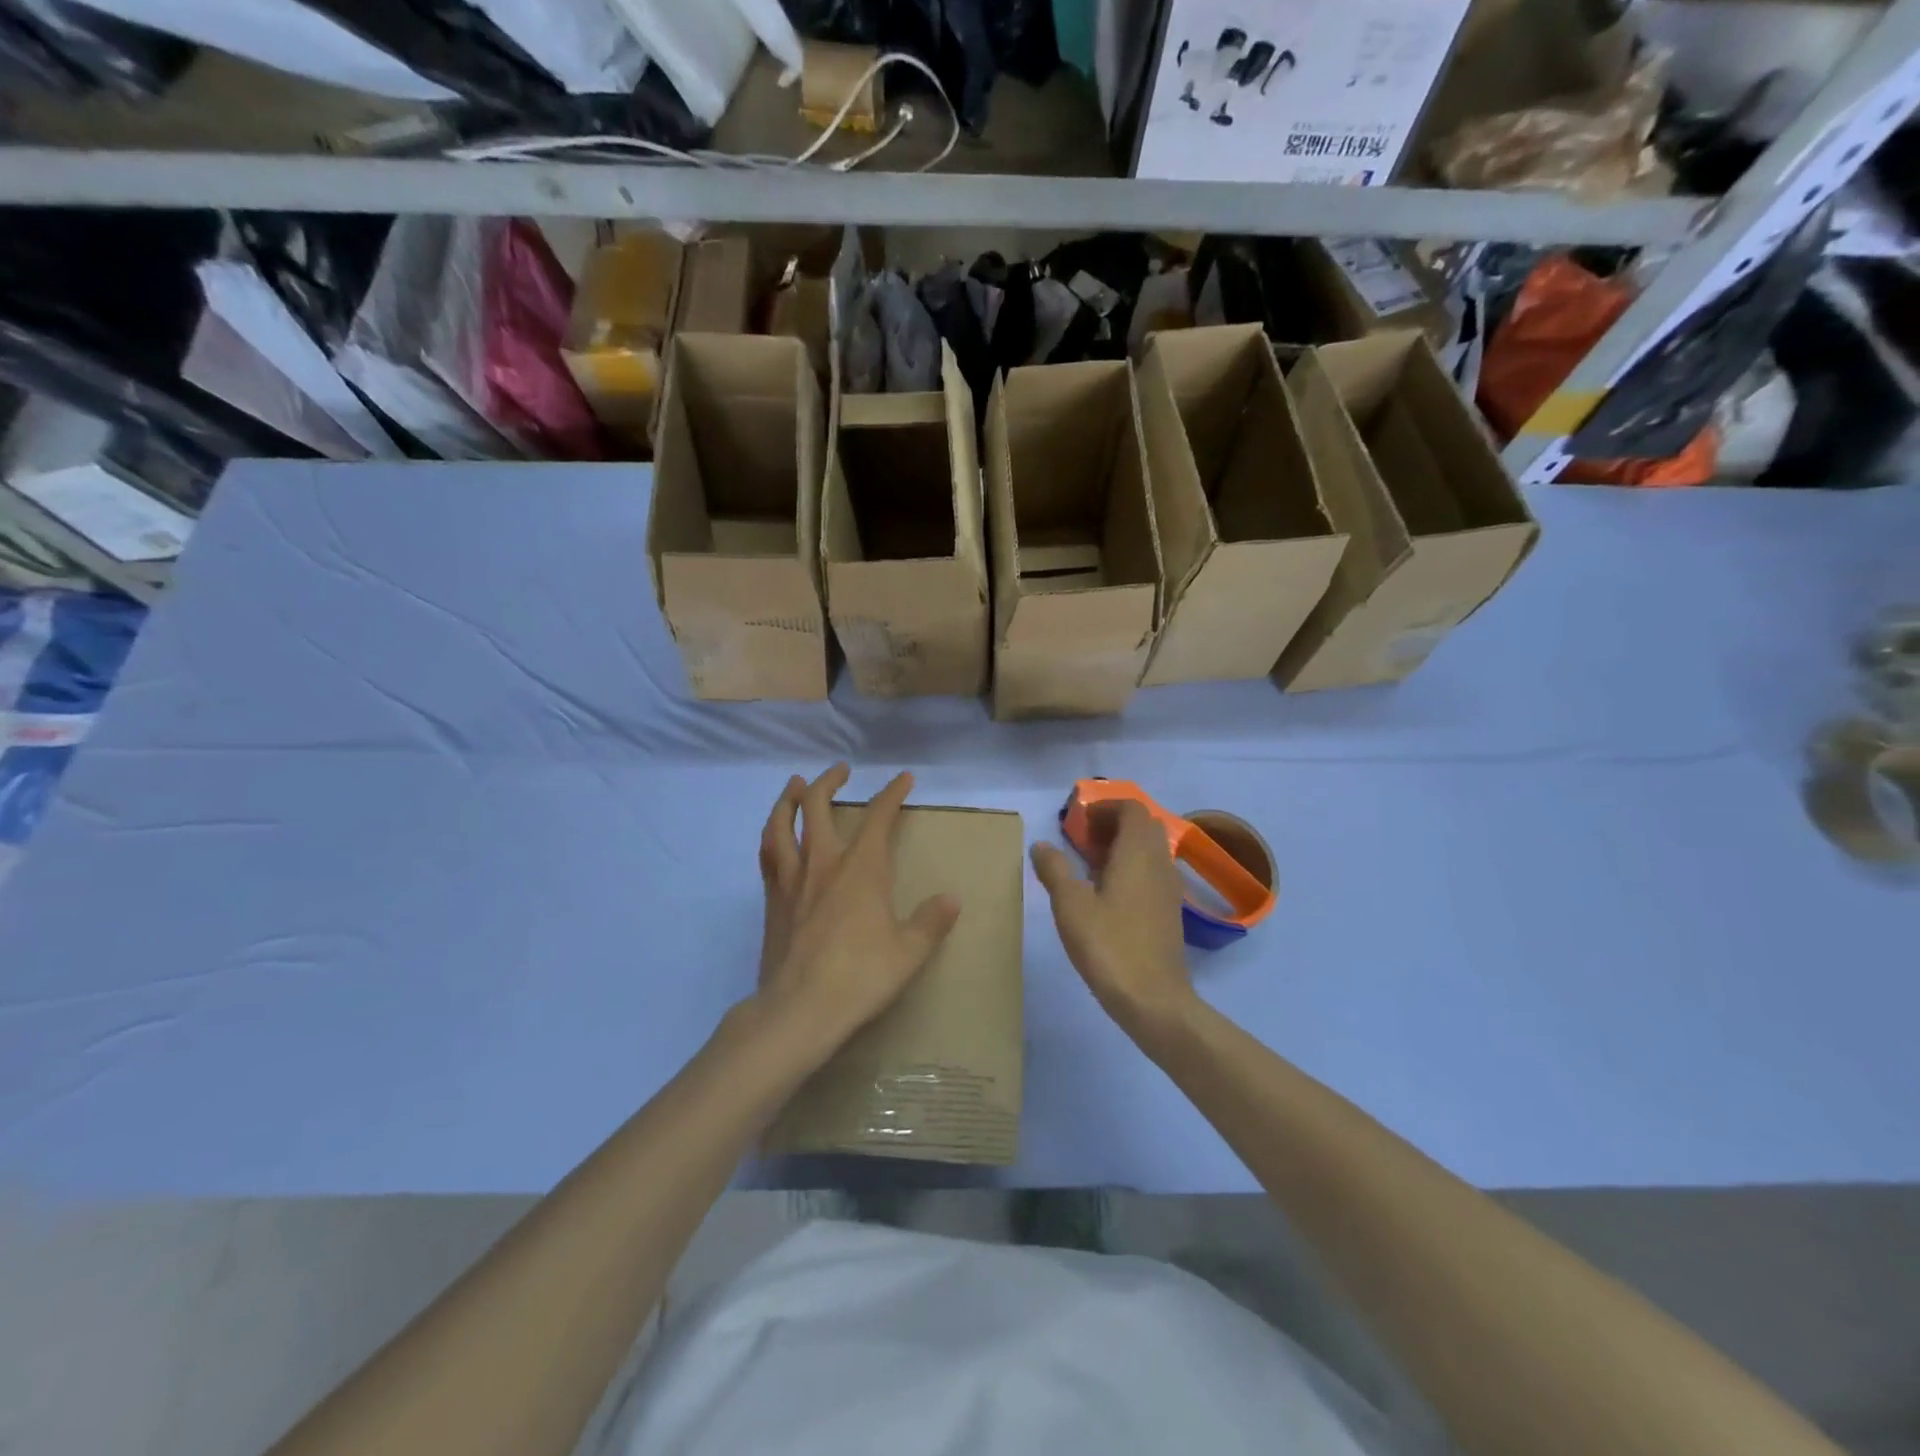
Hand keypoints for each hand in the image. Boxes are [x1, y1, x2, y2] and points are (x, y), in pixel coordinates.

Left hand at [753, 763, 960, 1056]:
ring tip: (796, 784)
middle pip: (818, 806)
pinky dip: (772, 834)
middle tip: (840, 770)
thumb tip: (951, 899)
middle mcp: (823, 863)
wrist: (799, 1011)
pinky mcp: (771, 900)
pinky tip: (775, 835)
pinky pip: (767, 854)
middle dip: (830, 781)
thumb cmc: (860, 978)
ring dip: (790, 798)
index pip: (878, 818)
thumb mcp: (909, 953)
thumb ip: (931, 922)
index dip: (892, 794)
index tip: (903, 779)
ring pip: (782, 824)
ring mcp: (791, 880)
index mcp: (861, 869)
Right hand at [1032, 801, 1193, 1031]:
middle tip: (1082, 841)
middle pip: (1143, 825)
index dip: (1105, 808)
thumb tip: (1041, 845)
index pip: (1132, 808)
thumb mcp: (1070, 905)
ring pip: (1150, 849)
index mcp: (1137, 853)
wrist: (1153, 999)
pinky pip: (1152, 872)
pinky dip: (1132, 868)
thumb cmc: (1109, 945)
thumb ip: (1054, 869)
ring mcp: (1169, 887)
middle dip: (1113, 824)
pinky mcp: (1169, 910)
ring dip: (1123, 846)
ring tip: (1089, 866)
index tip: (1078, 823)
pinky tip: (1107, 894)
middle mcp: (1160, 862)